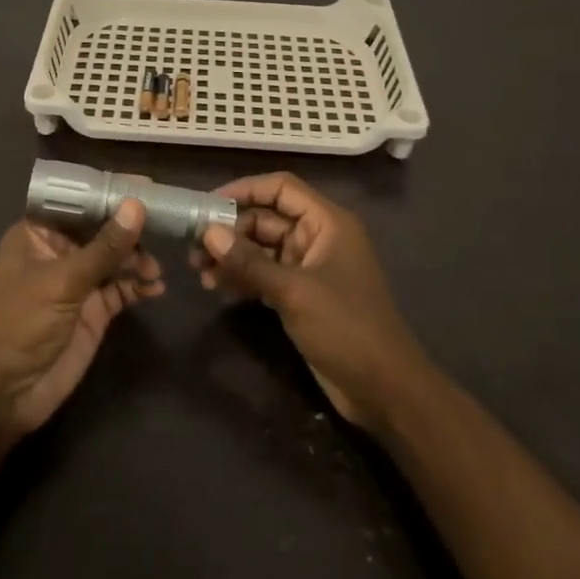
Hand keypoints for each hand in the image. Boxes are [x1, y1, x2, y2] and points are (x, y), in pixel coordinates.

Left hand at [0, 201, 163, 438]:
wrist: (3, 394)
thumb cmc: (20, 324)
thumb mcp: (62, 281)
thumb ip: (104, 247)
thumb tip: (137, 206)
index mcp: (38, 233)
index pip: (78, 201)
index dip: (110, 192)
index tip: (147, 186)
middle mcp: (59, 252)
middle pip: (102, 228)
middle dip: (131, 228)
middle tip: (166, 225)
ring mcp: (78, 282)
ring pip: (116, 258)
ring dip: (138, 259)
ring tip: (154, 269)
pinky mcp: (93, 311)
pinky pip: (122, 289)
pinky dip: (139, 286)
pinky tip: (155, 287)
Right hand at [195, 172, 429, 433]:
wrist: (384, 389)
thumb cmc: (346, 328)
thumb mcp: (294, 292)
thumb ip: (249, 261)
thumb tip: (209, 233)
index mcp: (327, 223)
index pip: (281, 189)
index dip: (244, 190)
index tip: (208, 205)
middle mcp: (318, 237)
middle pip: (267, 219)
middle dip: (231, 230)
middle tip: (194, 248)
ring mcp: (310, 268)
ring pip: (263, 248)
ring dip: (233, 256)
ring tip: (200, 272)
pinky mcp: (302, 295)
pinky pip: (266, 274)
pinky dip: (243, 278)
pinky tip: (218, 288)